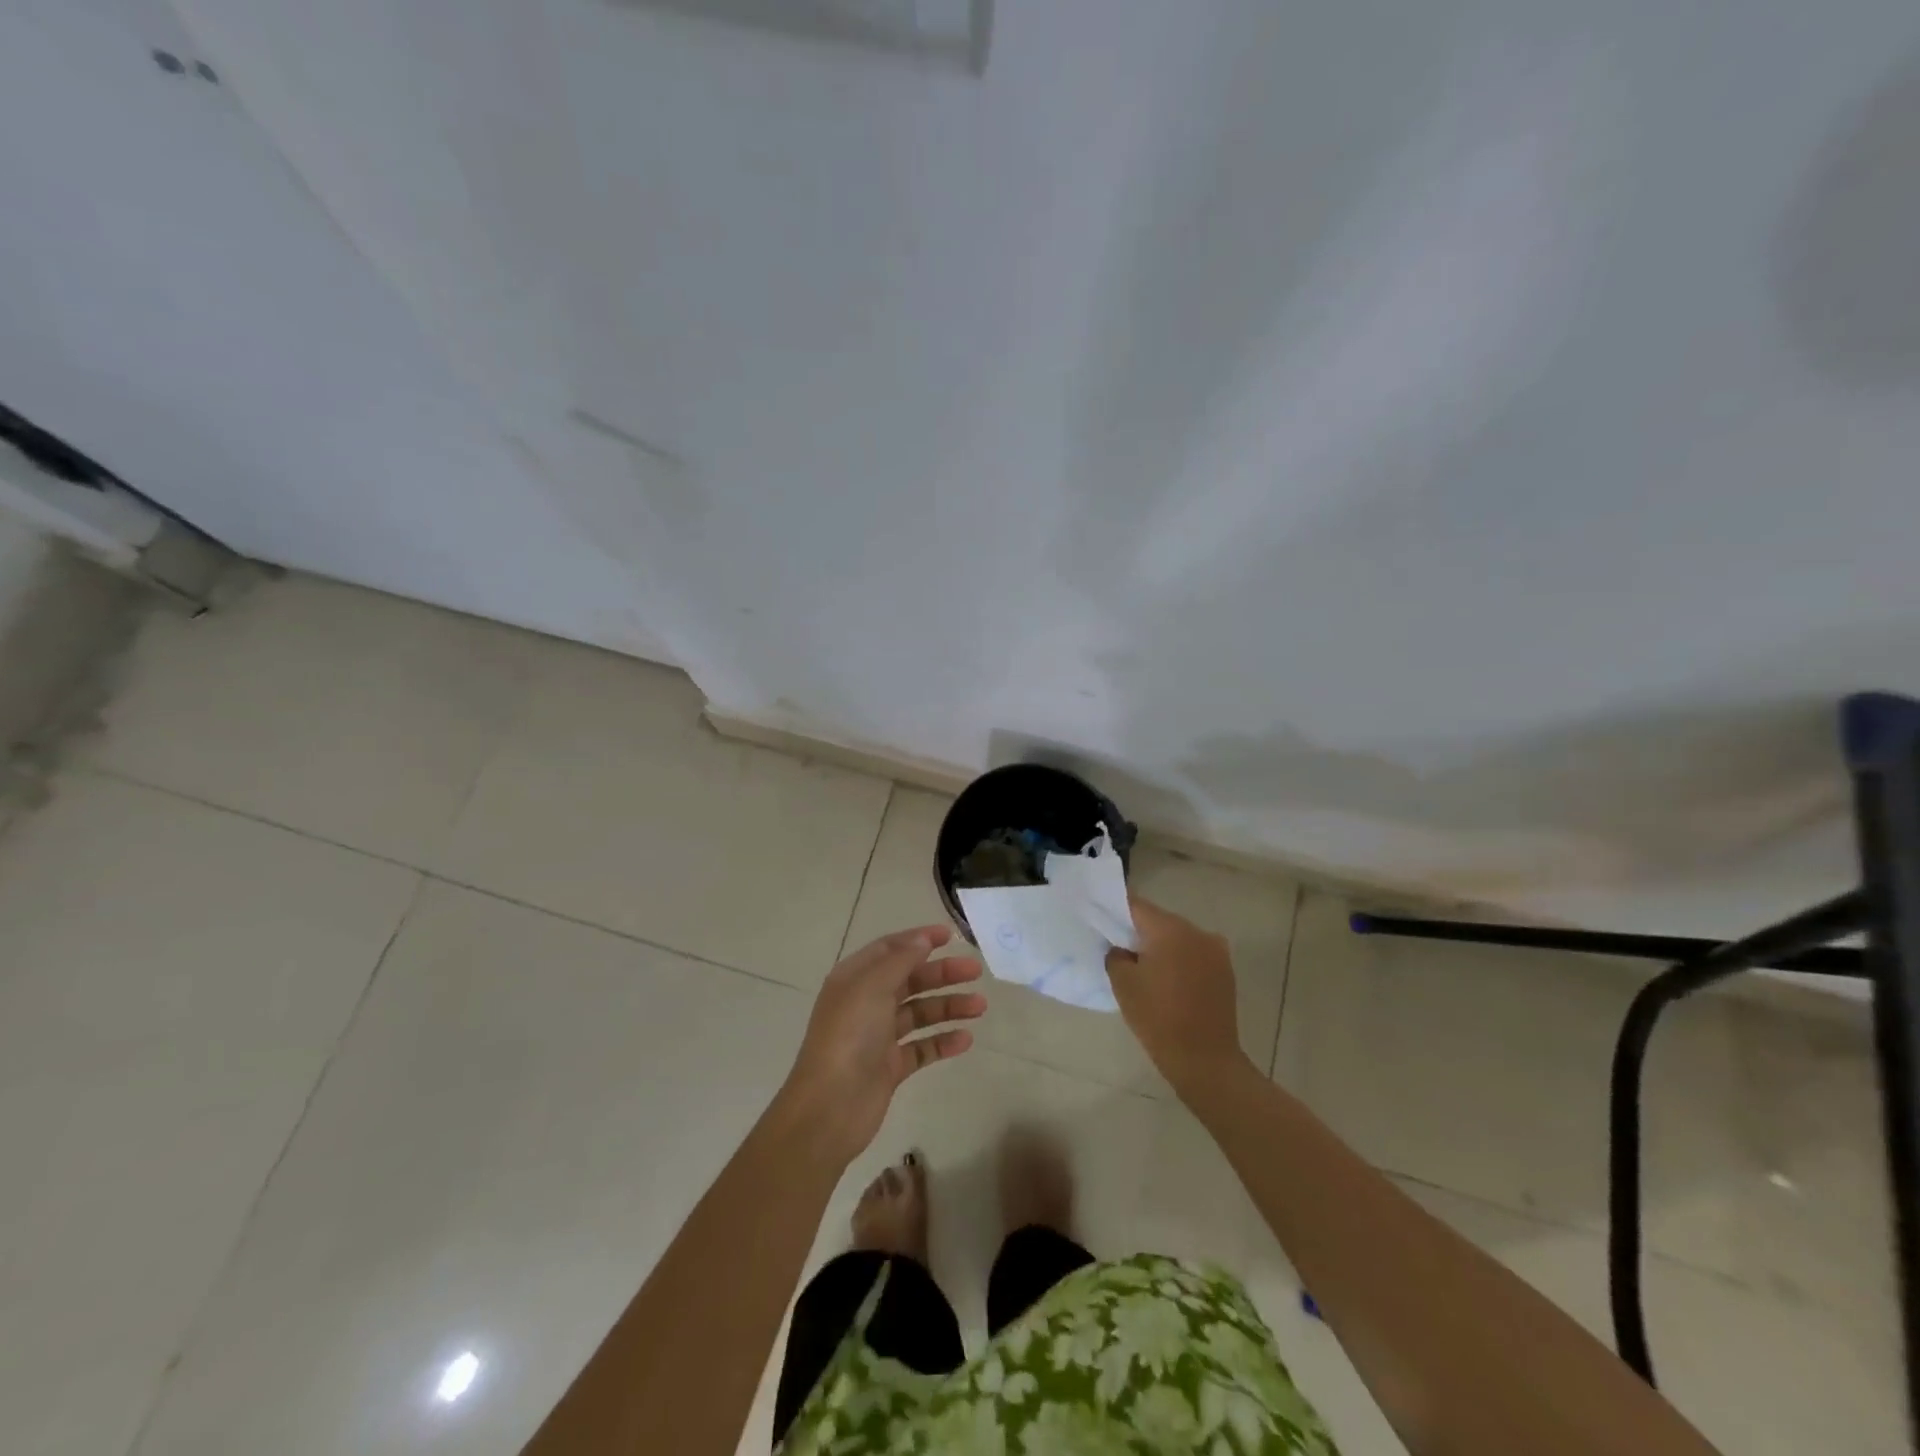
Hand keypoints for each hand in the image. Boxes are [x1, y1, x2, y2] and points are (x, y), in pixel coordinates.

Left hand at [777, 926, 985, 1167]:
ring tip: (980, 1007)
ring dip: (949, 1006)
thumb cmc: (849, 1036)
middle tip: (975, 971)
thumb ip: (900, 960)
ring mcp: (878, 1036)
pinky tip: (966, 1039)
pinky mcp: (890, 1067)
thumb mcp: (872, 987)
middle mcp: (866, 1003)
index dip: (919, 939)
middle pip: (910, 980)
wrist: (830, 1107)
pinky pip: (922, 1047)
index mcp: (855, 979)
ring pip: (920, 1013)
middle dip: (942, 974)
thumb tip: (922, 939)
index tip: (951, 936)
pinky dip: (943, 1041)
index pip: (890, 949)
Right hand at [1106, 897, 1247, 1092]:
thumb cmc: (1157, 1018)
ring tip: (1144, 968)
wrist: (1205, 1060)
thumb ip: (1116, 955)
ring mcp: (1215, 950)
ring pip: (1178, 937)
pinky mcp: (1225, 970)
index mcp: (1170, 929)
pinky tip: (1167, 981)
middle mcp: (1196, 931)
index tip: (1101, 920)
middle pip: (1159, 920)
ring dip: (1161, 946)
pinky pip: (1194, 954)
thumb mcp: (1123, 983)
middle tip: (1119, 947)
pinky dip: (1179, 960)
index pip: (1136, 906)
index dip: (1115, 911)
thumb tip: (1121, 948)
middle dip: (1139, 931)